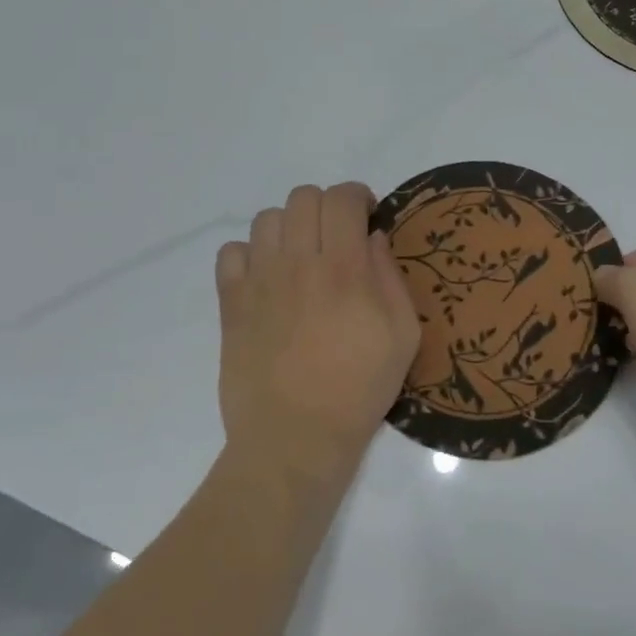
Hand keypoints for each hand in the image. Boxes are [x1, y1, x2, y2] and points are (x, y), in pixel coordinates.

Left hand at [216, 183, 421, 491]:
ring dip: (290, 227)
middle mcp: (298, 263)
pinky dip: (250, 254)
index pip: (342, 197)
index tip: (366, 218)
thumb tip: (373, 237)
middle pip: (303, 198)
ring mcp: (259, 282)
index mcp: (344, 268)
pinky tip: (267, 277)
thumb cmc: (359, 388)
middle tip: (336, 238)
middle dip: (326, 207)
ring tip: (300, 256)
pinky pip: (231, 252)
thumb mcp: (403, 335)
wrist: (295, 438)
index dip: (357, 196)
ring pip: (267, 219)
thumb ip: (391, 277)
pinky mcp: (231, 303)